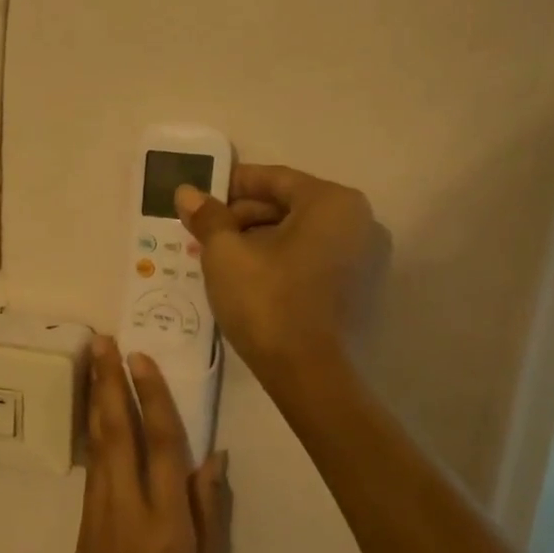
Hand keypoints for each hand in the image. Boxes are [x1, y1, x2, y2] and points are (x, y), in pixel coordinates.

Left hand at [66, 337, 228, 552]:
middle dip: (110, 382)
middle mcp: (129, 504)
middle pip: (119, 430)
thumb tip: (215, 456)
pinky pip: (93, 463)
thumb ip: (209, 510)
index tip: (142, 359)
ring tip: (94, 361)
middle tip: (103, 341)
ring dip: (96, 398)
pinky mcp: (85, 518)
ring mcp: (100, 509)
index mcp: (167, 519)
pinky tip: (94, 411)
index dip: (153, 397)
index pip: (162, 443)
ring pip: (98, 442)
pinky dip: (93, 429)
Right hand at [175, 163, 381, 383]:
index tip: (202, 195)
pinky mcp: (360, 289)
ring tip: (221, 256)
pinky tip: (250, 276)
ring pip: (302, 234)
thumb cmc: (267, 301)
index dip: (233, 184)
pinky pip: (314, 259)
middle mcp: (360, 221)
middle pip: (291, 205)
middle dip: (244, 216)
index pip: (275, 178)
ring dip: (260, 239)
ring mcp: (366, 258)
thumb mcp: (225, 254)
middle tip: (205, 231)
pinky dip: (283, 259)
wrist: (308, 374)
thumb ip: (208, 217)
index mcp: (333, 202)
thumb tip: (187, 192)